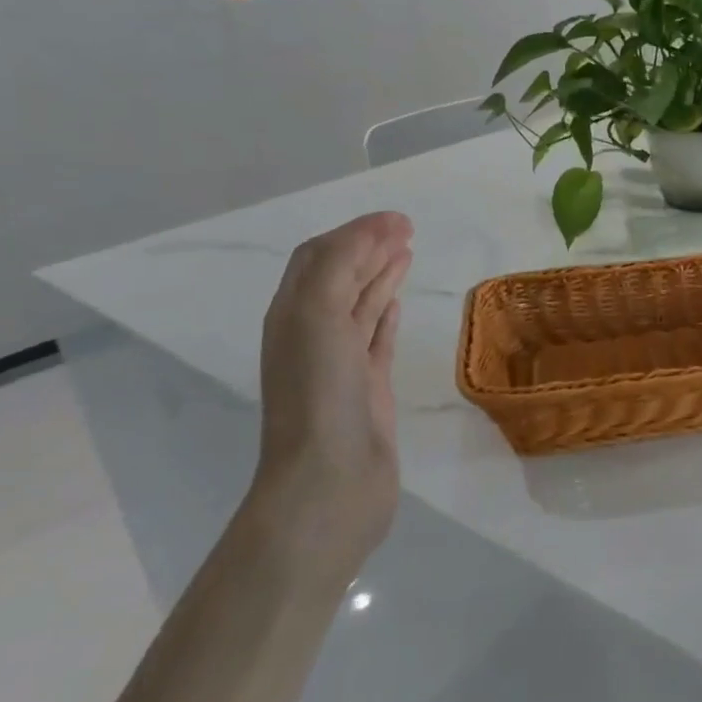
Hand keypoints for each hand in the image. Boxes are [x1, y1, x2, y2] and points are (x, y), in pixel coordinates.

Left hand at [250, 211, 413, 583]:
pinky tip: (398, 302)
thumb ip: (342, 266)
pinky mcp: (368, 388)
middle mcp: (312, 333)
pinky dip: (386, 315)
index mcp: (293, 314)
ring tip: (408, 253)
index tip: (399, 218)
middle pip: (341, 277)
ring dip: (381, 276)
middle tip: (408, 228)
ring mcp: (341, 363)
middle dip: (370, 248)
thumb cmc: (320, 394)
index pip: (321, 257)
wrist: (330, 482)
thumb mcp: (319, 316)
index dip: (356, 232)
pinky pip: (376, 340)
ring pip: (361, 306)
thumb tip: (375, 230)